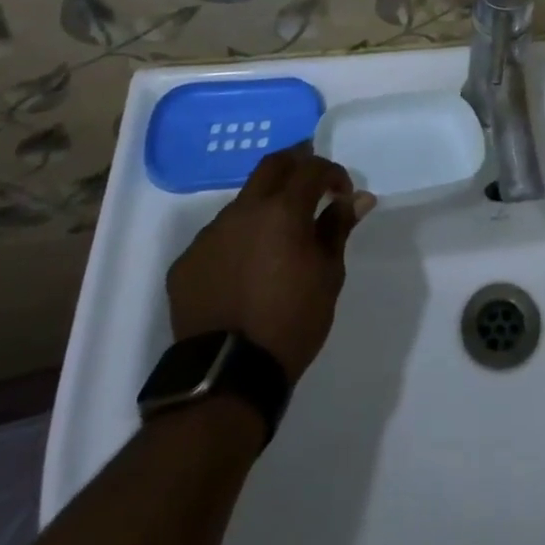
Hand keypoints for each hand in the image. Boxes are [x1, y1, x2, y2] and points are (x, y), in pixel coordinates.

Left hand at [166, 146, 376, 382]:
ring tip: (278, 237)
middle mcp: (242, 212)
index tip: (342, 193)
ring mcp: (209, 236)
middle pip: (271, 167)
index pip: (311, 168)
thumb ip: (338, 228)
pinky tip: (246, 268)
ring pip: (242, 203)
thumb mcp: (328, 275)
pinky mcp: (186, 263)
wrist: (226, 378)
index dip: (332, 173)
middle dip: (297, 165)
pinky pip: (218, 237)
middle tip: (312, 185)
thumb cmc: (291, 322)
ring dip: (264, 207)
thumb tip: (358, 198)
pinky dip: (238, 240)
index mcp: (281, 211)